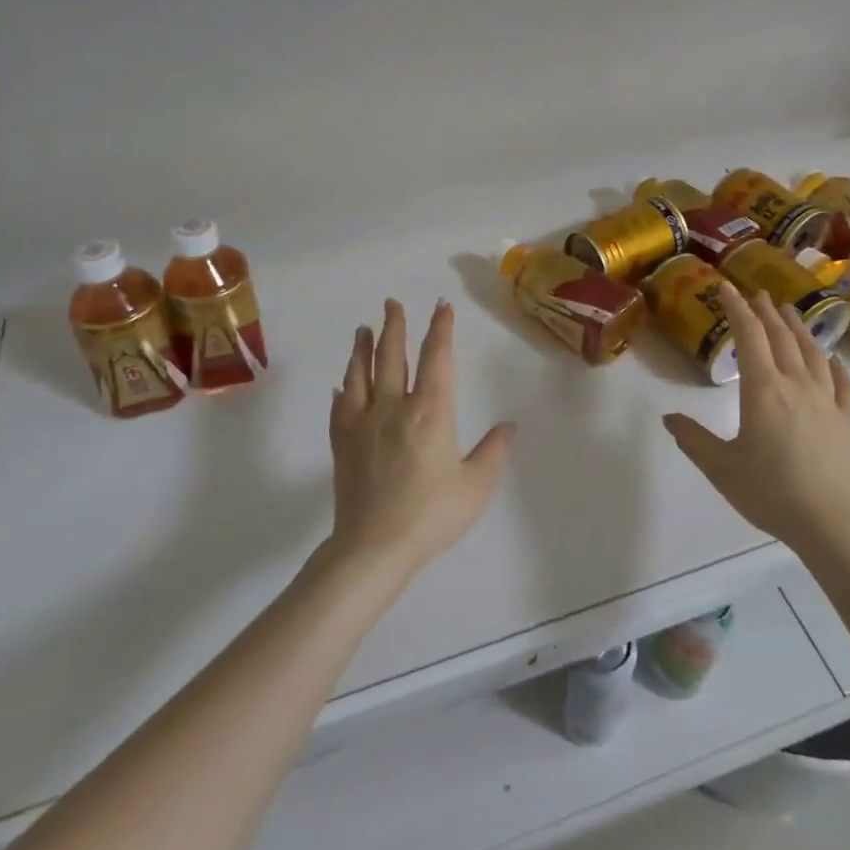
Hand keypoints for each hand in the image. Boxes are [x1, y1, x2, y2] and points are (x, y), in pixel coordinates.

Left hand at [327, 299, 515, 578]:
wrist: (373, 546)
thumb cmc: (431, 515)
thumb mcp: (476, 486)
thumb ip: (493, 452)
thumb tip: (509, 425)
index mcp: (430, 411)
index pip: (437, 357)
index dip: (440, 328)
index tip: (441, 306)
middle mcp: (394, 406)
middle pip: (392, 355)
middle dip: (394, 325)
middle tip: (391, 302)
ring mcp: (362, 422)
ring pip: (360, 373)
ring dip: (362, 348)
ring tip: (363, 329)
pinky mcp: (341, 441)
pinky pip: (339, 406)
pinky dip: (342, 390)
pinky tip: (341, 385)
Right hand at [663, 285, 849, 554]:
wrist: (830, 523)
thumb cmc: (770, 492)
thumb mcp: (720, 467)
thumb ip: (693, 439)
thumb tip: (668, 418)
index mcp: (763, 389)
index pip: (748, 336)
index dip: (736, 308)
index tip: (726, 287)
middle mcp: (796, 384)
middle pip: (781, 337)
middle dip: (766, 312)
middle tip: (756, 293)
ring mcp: (827, 400)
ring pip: (812, 353)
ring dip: (798, 328)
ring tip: (789, 312)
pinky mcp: (848, 420)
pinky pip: (842, 383)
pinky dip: (833, 364)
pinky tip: (830, 359)